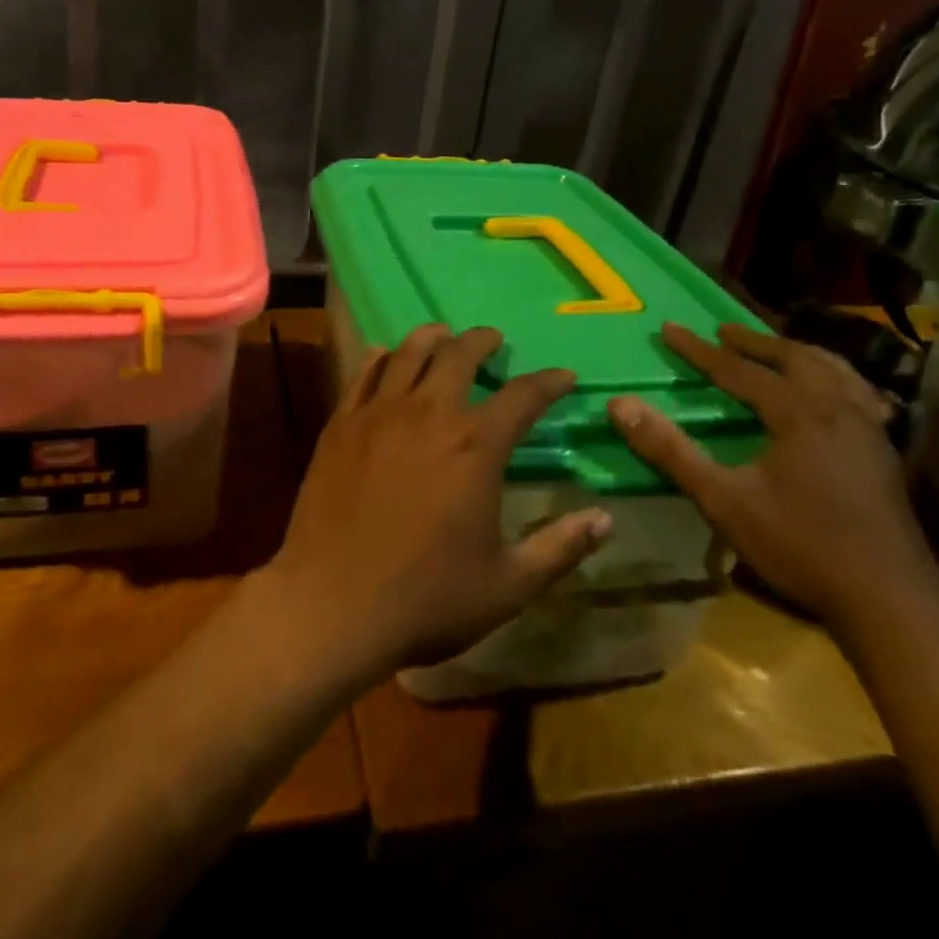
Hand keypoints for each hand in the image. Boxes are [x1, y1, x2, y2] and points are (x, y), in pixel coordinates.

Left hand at [259, 325, 611, 686]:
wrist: (332, 604)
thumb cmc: (426, 598)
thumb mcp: (507, 585)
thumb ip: (559, 548)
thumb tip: (605, 519)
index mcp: (475, 447)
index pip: (522, 397)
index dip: (548, 382)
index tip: (563, 375)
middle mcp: (428, 415)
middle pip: (459, 356)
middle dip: (482, 341)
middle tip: (493, 339)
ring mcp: (378, 415)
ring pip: (407, 354)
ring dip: (431, 337)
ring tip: (443, 334)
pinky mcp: (340, 425)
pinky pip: (363, 375)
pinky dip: (380, 359)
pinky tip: (384, 355)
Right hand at [608, 322, 938, 633]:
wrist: (890, 603)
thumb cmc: (800, 546)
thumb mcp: (722, 499)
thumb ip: (670, 450)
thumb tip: (620, 405)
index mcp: (799, 413)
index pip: (739, 370)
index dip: (700, 350)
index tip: (669, 328)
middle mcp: (839, 409)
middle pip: (795, 358)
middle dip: (755, 342)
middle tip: (723, 331)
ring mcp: (870, 430)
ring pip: (834, 371)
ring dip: (797, 354)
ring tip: (774, 350)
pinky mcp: (885, 453)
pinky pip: (859, 394)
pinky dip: (835, 379)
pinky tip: (832, 394)